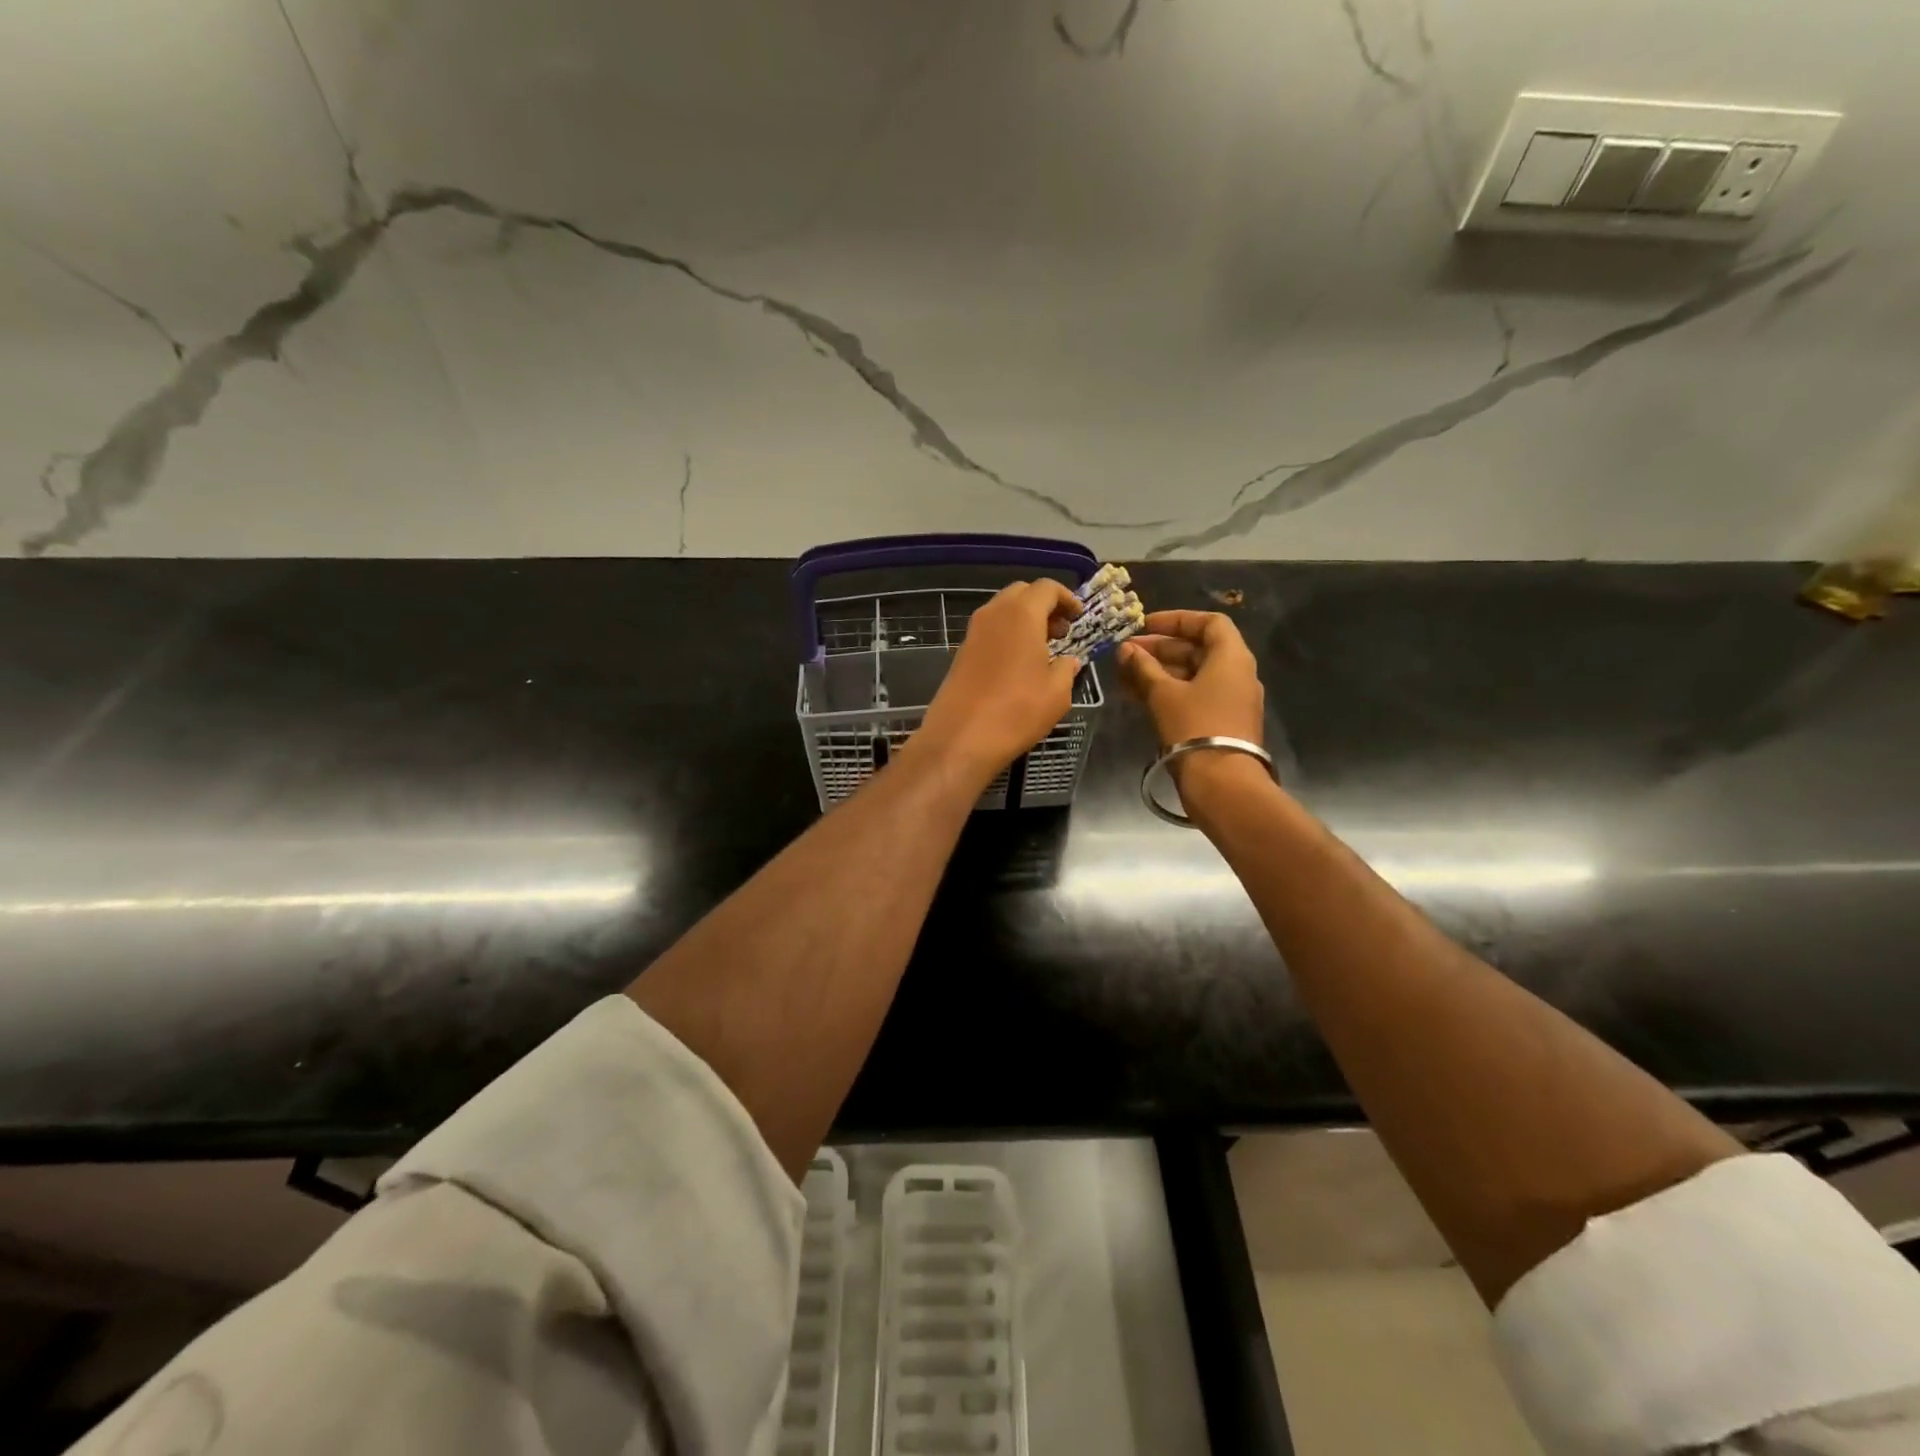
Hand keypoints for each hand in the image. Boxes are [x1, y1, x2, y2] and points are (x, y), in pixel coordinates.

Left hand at [915, 580, 1082, 785]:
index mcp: (1021, 614)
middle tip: (1061, 631)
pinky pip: (990, 631)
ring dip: (1024, 620)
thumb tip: (1069, 661)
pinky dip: (1007, 635)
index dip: (1067, 598)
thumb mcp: (1057, 692)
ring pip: (1002, 611)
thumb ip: (1067, 669)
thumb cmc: (1017, 710)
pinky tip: (1019, 663)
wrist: (962, 737)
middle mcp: (994, 614)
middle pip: (1021, 593)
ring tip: (1043, 648)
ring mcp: (973, 632)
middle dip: (1044, 605)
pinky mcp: (961, 652)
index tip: (1078, 617)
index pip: (1047, 588)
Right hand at [1117, 610, 1264, 747]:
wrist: (1221, 782)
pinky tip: (1138, 696)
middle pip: (1198, 649)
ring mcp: (1231, 700)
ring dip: (1159, 671)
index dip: (1176, 619)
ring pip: (1192, 675)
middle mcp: (1237, 674)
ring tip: (1124, 675)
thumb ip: (1143, 667)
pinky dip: (1169, 691)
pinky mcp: (1222, 722)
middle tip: (1126, 653)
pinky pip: (1194, 696)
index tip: (1145, 625)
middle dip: (1160, 649)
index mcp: (1231, 657)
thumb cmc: (1194, 726)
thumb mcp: (1163, 693)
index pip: (1209, 623)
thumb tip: (1125, 649)